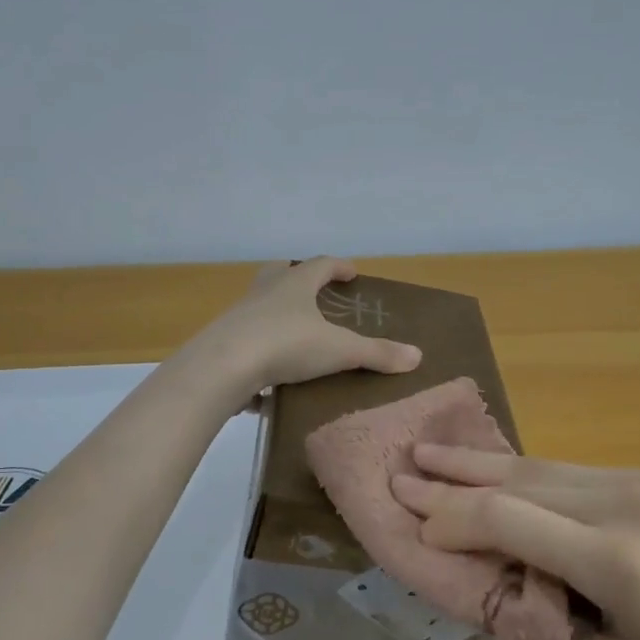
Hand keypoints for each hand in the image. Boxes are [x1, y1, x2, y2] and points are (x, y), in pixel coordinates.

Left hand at [196, 257, 421, 392]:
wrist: (221, 367)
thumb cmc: (286, 345)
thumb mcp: (338, 350)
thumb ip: (376, 353)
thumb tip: (417, 355)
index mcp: (295, 284)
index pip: (321, 264)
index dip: (338, 266)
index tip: (352, 273)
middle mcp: (265, 292)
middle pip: (281, 273)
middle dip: (298, 278)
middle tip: (315, 293)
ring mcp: (240, 315)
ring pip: (260, 305)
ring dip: (277, 313)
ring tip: (295, 335)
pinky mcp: (223, 342)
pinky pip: (246, 340)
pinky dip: (259, 349)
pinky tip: (268, 374)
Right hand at [392, 449, 639, 639]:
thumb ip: (547, 630)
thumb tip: (501, 584)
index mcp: (617, 562)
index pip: (508, 521)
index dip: (452, 517)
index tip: (411, 518)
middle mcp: (625, 503)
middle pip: (518, 480)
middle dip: (453, 476)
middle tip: (403, 464)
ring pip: (543, 467)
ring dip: (483, 464)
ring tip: (433, 454)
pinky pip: (574, 474)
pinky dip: (526, 475)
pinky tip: (498, 474)